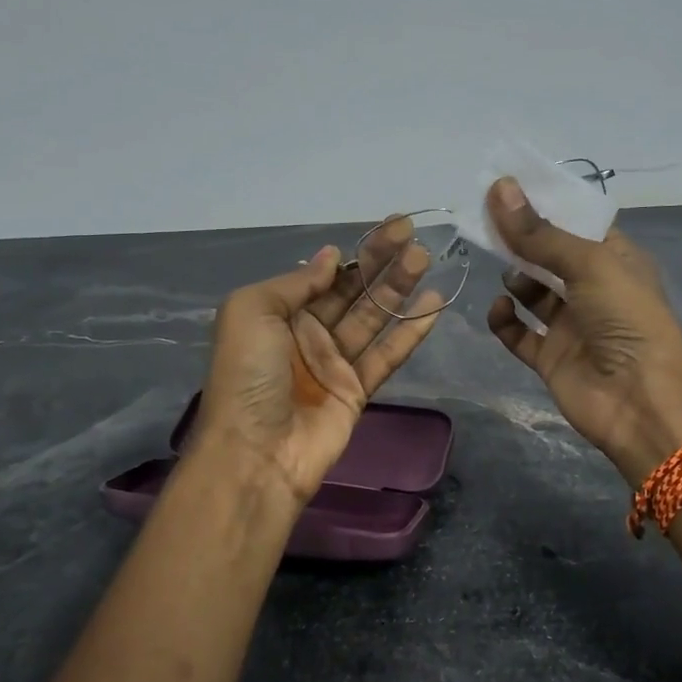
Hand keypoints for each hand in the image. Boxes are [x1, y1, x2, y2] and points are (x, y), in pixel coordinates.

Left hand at [193, 216, 441, 505]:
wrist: (256, 452)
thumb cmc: (247, 375)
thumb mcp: (251, 311)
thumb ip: (296, 282)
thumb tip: (332, 256)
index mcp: (279, 313)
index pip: (325, 275)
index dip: (357, 251)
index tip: (391, 228)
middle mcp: (308, 334)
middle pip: (353, 292)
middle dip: (382, 264)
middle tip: (414, 238)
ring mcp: (334, 363)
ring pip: (373, 318)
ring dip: (399, 289)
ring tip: (426, 260)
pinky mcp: (357, 391)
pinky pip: (388, 355)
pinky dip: (410, 331)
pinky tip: (433, 304)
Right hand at [484, 177, 681, 485]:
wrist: (640, 402)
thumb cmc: (626, 320)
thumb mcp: (589, 264)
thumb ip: (540, 233)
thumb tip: (500, 187)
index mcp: (615, 259)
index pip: (575, 223)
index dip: (543, 206)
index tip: (506, 187)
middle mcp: (592, 289)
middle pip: (548, 255)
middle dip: (521, 240)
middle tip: (486, 221)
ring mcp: (570, 324)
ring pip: (532, 293)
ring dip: (516, 279)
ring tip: (508, 273)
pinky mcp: (550, 357)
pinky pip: (519, 333)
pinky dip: (506, 320)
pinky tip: (500, 309)